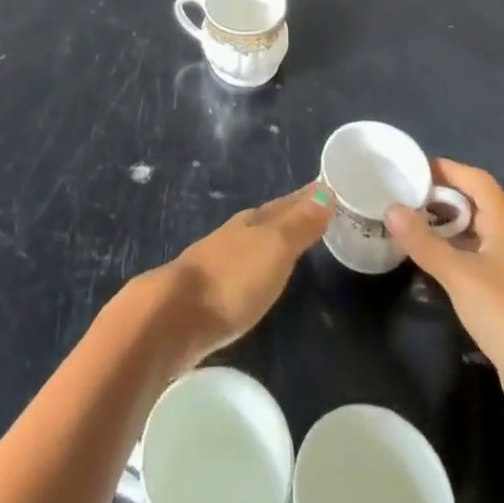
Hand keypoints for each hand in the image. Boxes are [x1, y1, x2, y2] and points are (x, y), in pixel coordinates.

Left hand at [147, 184, 332, 367]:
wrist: (175, 316)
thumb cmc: (232, 280)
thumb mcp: (274, 249)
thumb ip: (299, 224)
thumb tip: (326, 190)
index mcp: (253, 221)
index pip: (287, 203)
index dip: (308, 197)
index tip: (328, 187)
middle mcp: (236, 234)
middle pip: (270, 218)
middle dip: (292, 213)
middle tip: (318, 209)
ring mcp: (219, 260)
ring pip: (255, 240)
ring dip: (274, 238)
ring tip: (293, 240)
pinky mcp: (209, 291)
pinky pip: (244, 265)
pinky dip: (259, 263)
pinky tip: (260, 275)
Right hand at [385, 159, 503, 442]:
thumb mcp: (459, 274)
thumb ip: (424, 241)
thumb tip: (391, 208)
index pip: (475, 179)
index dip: (446, 169)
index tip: (412, 170)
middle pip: (473, 206)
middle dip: (440, 200)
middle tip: (403, 200)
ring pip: (473, 237)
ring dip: (444, 231)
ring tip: (408, 230)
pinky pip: (473, 265)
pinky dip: (451, 260)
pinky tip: (428, 269)